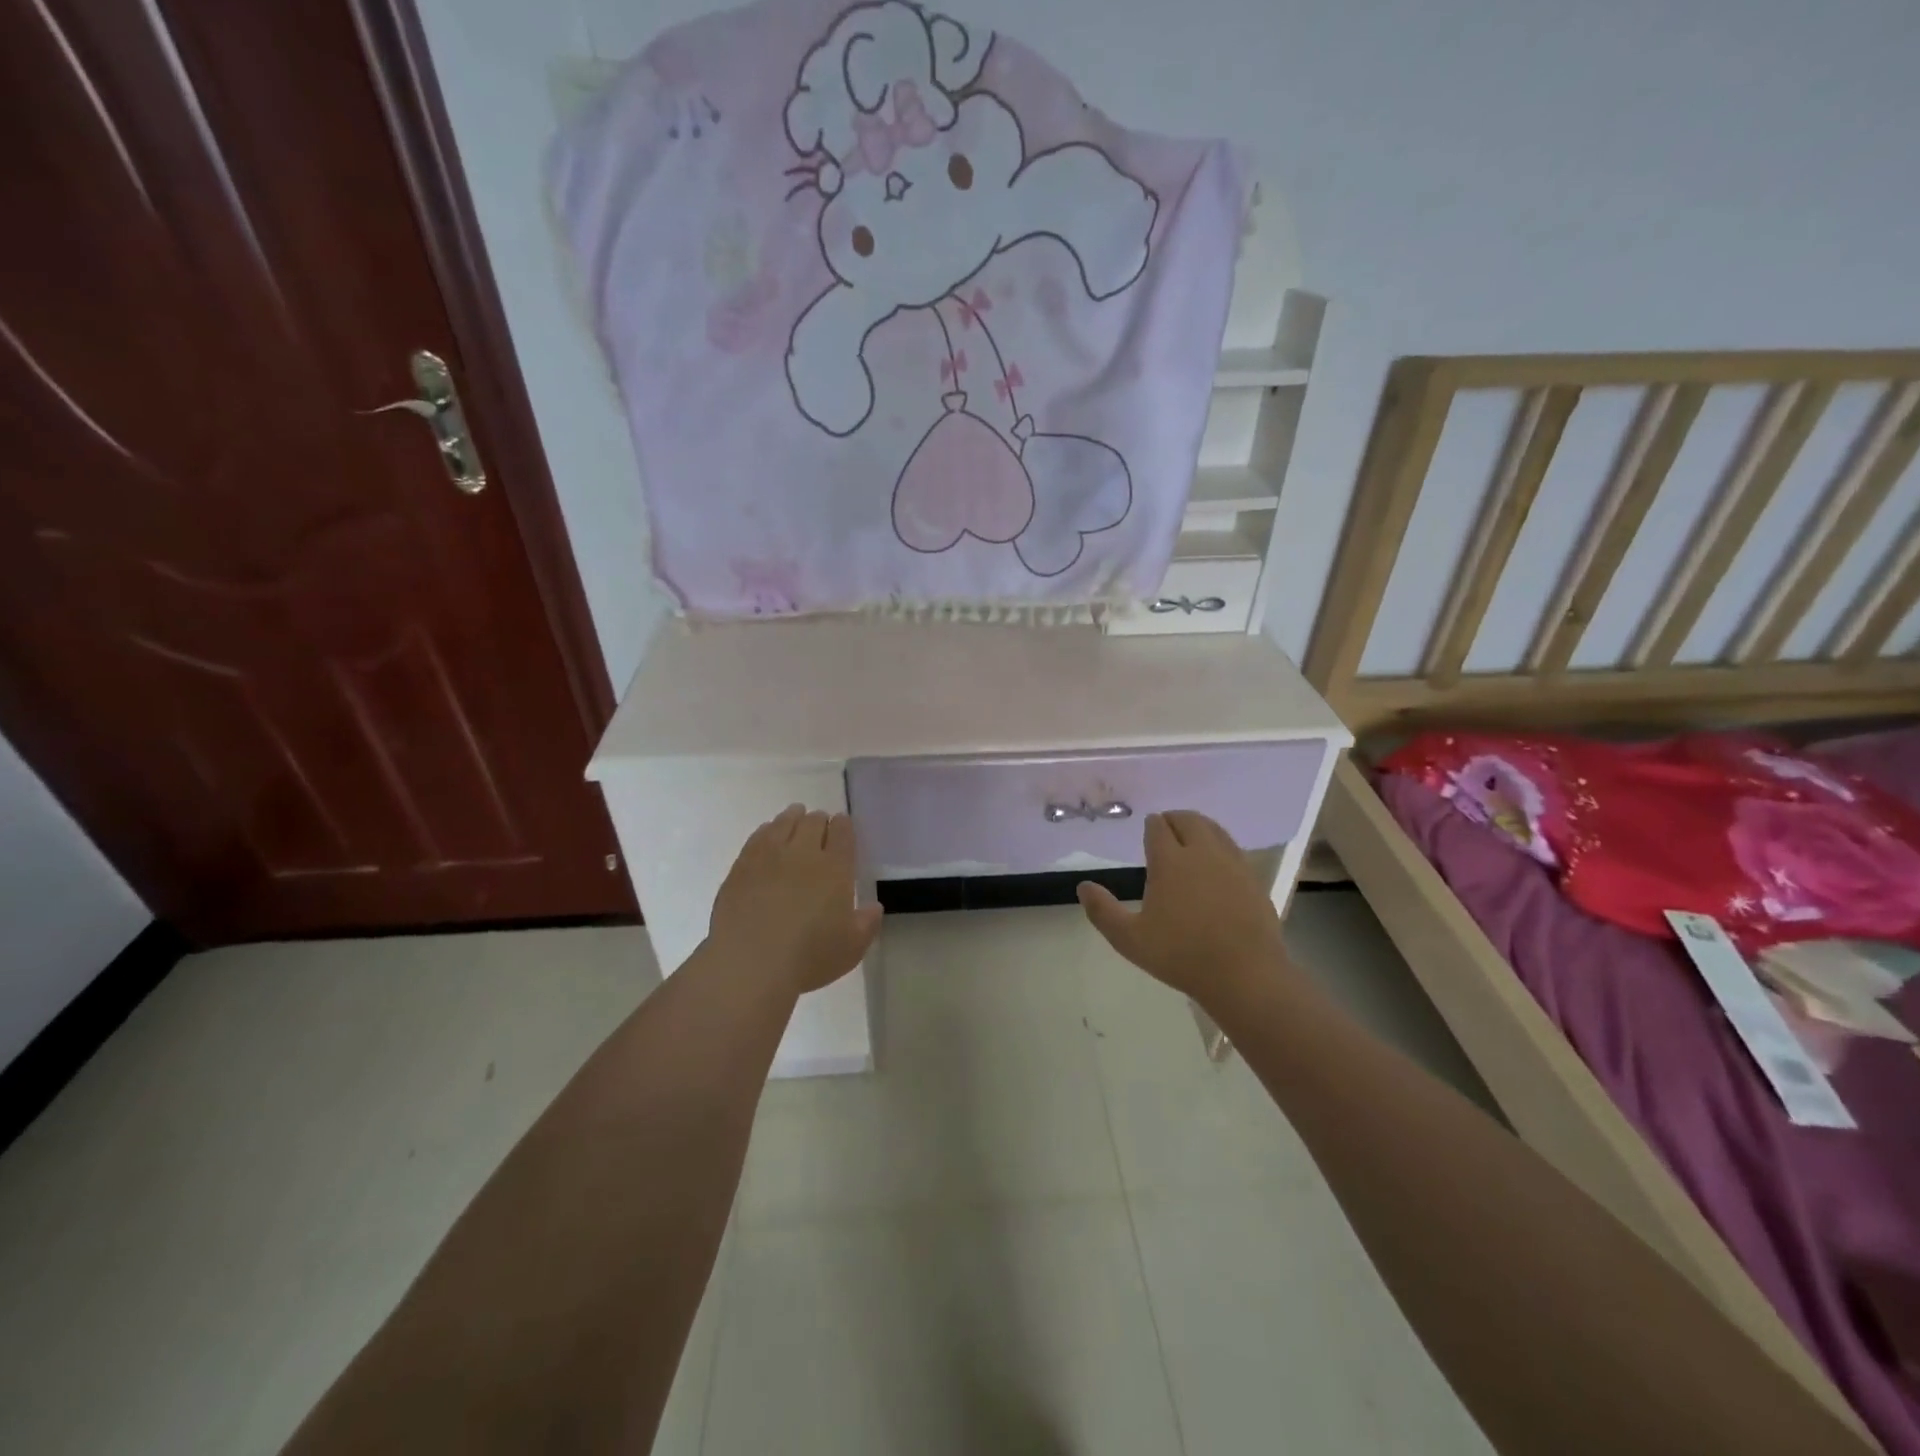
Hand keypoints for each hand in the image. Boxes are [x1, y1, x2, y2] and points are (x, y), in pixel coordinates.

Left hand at [708, 805, 882, 995]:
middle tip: (820, 825)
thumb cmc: (808, 958)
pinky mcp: (741, 866)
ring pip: (784, 823)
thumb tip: (873, 907)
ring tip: (795, 817)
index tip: (842, 825)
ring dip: (793, 818)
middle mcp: (803, 853)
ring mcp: (769, 856)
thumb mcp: (851, 948)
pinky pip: (758, 837)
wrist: (750, 963)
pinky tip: (767, 834)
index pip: (842, 833)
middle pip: (813, 822)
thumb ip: (866, 924)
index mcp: (835, 868)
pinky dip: (767, 830)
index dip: (843, 826)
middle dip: (819, 820)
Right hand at [1077, 810, 1289, 1005]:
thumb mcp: (1130, 939)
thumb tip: (1083, 886)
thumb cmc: (1182, 956)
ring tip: (1190, 839)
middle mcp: (1202, 853)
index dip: (1151, 825)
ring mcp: (1232, 863)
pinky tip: (1216, 863)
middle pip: (1188, 820)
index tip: (1147, 830)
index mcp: (1170, 861)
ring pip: (1214, 829)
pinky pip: (1233, 848)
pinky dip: (1220, 845)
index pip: (1158, 827)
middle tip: (1166, 829)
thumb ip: (1103, 911)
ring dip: (1199, 827)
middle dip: (1174, 819)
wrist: (1245, 975)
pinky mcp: (1253, 878)